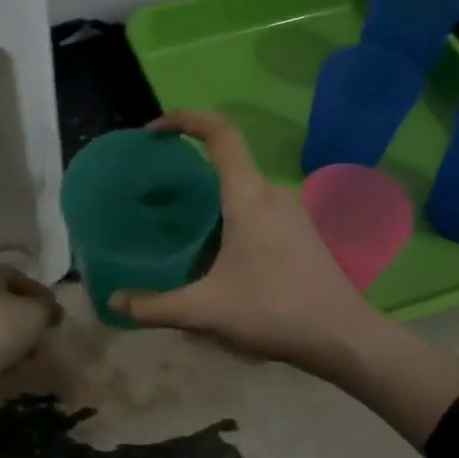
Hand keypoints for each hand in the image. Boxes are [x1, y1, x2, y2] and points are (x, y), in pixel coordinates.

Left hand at [0, 263, 61, 441]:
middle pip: (3, 303)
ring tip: (31, 359)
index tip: (55, 313)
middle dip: (25, 320)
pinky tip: (10, 372)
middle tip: (44, 336)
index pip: (16, 276)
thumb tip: (50, 311)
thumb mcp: (34, 314)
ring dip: (12, 343)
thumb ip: (47, 309)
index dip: (38, 292)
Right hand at [110, 110, 381, 377]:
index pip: (221, 133)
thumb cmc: (273, 311)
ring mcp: (293, 213)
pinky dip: (233, 214)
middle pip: (229, 161)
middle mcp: (273, 194)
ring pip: (244, 188)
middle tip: (157, 191)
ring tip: (183, 225)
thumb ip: (155, 306)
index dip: (186, 119)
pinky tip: (220, 254)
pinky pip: (259, 208)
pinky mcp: (303, 233)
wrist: (344, 338)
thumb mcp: (205, 311)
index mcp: (248, 196)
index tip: (154, 130)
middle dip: (191, 166)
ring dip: (213, 196)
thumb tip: (114, 301)